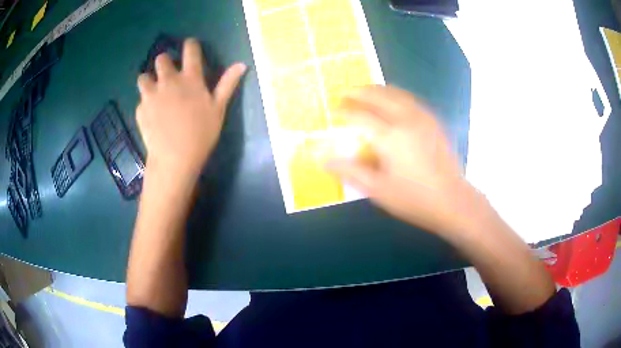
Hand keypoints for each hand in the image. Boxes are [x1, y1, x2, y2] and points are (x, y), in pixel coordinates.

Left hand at [136, 38, 245, 179]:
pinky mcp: (140, 110)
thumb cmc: (201, 134)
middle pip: (161, 58)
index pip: (190, 50)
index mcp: (190, 78)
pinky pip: (141, 100)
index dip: (190, 44)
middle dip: (165, 62)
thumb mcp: (219, 109)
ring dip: (148, 80)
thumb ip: (228, 84)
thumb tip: (242, 64)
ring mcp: (151, 95)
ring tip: (154, 93)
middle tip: (168, 74)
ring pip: (143, 77)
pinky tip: (152, 117)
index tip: (190, 45)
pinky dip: (146, 105)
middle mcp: (168, 81)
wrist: (175, 158)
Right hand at [328, 85, 479, 234]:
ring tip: (365, 92)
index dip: (344, 112)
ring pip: (395, 93)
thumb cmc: (414, 199)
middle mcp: (405, 120)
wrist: (452, 201)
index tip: (335, 112)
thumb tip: (324, 160)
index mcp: (390, 137)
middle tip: (346, 94)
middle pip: (377, 96)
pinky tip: (392, 101)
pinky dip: (395, 95)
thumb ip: (350, 171)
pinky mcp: (433, 121)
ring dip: (377, 90)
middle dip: (359, 92)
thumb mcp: (378, 190)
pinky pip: (410, 99)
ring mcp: (422, 117)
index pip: (360, 115)